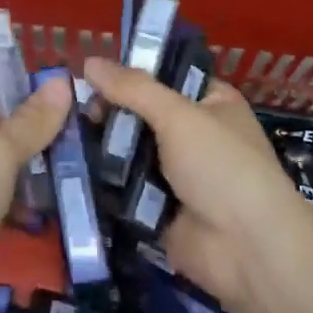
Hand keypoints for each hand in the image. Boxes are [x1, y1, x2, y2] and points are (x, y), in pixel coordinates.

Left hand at [0, 76, 72, 312]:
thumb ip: (34, 121)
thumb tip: (62, 80)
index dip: (35, 99)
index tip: (79, 107)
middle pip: (2, 130)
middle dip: (40, 140)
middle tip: (85, 146)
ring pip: (3, 168)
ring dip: (35, 175)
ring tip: (78, 176)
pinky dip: (21, 205)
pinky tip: (54, 209)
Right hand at [83, 56, 308, 309]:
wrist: (248, 251)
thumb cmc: (223, 167)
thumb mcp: (179, 116)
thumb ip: (133, 88)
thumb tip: (88, 60)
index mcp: (211, 102)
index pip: (164, 76)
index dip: (129, 73)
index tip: (89, 73)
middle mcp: (194, 133)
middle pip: (141, 113)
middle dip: (109, 112)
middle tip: (75, 111)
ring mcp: (175, 172)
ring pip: (129, 149)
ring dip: (103, 146)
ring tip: (64, 137)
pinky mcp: (156, 206)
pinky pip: (123, 185)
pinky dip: (103, 179)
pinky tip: (70, 168)